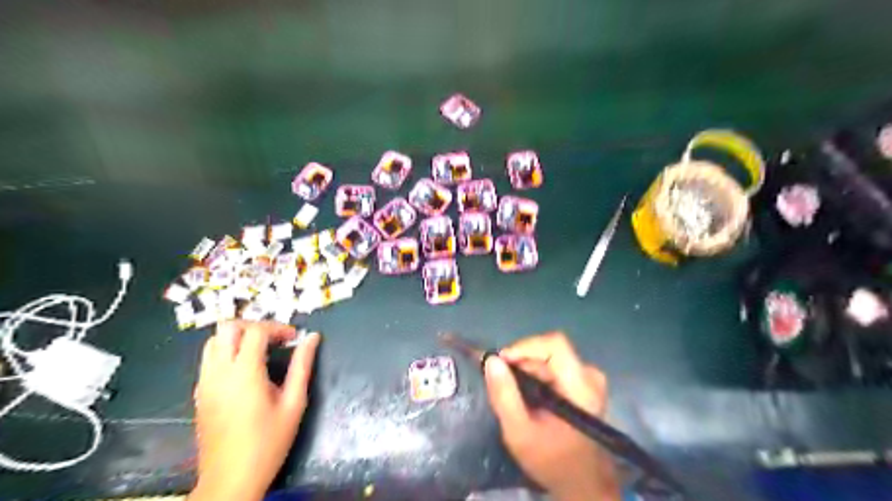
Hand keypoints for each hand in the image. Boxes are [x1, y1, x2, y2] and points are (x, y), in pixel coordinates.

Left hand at [188, 321, 319, 500]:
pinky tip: (246, 370)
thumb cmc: (268, 442)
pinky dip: (227, 352)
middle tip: (275, 339)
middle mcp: (219, 373)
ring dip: (238, 337)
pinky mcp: (199, 394)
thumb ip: (302, 366)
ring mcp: (204, 383)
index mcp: (244, 373)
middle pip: (227, 328)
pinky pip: (209, 359)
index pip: (255, 331)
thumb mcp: (294, 403)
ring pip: (213, 341)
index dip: (277, 327)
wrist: (230, 480)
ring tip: (261, 351)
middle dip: (254, 326)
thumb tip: (312, 338)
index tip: (293, 338)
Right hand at [487, 332, 620, 500]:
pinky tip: (527, 393)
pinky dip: (536, 374)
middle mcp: (590, 375)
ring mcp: (589, 378)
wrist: (581, 481)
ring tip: (514, 392)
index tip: (501, 362)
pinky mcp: (584, 382)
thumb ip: (504, 395)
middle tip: (503, 382)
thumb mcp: (519, 432)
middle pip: (550, 350)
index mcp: (581, 387)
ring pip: (550, 357)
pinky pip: (555, 365)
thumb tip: (491, 360)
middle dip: (521, 362)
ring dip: (527, 369)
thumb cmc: (551, 459)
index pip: (555, 345)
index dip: (525, 347)